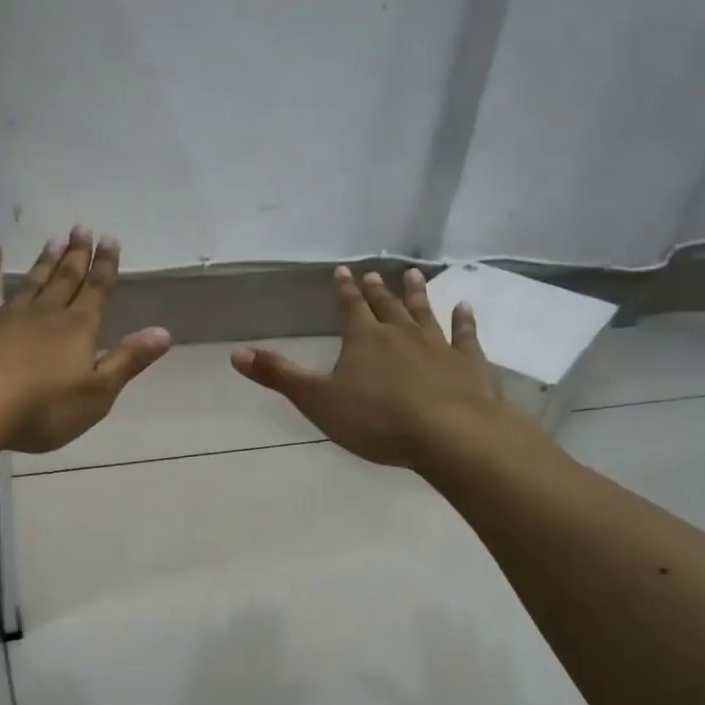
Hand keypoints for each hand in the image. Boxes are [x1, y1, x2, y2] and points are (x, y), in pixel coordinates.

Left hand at [0, 226, 170, 453]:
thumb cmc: (42, 408)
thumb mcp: (97, 393)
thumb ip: (128, 361)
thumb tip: (164, 333)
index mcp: (78, 330)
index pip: (97, 292)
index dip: (106, 268)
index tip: (110, 240)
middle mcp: (45, 314)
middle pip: (65, 280)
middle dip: (77, 256)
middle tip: (83, 228)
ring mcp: (6, 314)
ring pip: (31, 281)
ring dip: (44, 261)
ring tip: (55, 239)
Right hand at [231, 266, 531, 469]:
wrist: (450, 433)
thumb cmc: (377, 420)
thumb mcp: (318, 400)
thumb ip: (280, 376)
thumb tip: (236, 352)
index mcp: (363, 340)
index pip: (349, 308)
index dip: (343, 291)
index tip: (342, 271)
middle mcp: (400, 334)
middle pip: (386, 306)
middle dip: (376, 291)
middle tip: (373, 273)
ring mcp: (438, 345)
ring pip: (424, 313)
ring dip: (417, 295)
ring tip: (413, 275)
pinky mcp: (468, 363)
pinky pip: (465, 335)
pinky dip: (464, 321)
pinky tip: (466, 307)